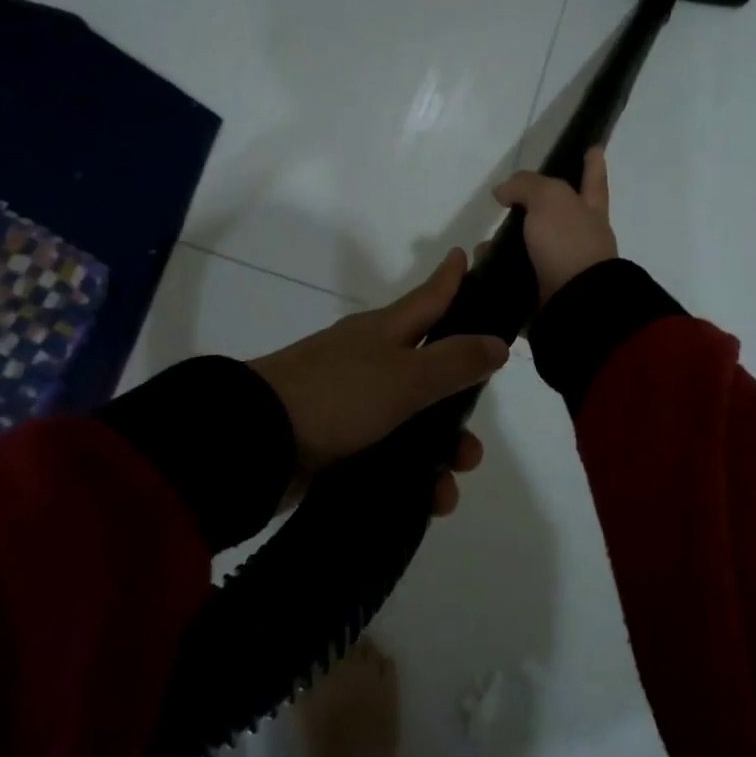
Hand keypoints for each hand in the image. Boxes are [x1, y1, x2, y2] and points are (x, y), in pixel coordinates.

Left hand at [249, 249, 508, 515]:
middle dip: (459, 406)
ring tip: (450, 486)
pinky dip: (412, 477)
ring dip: (440, 454)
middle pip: (430, 371)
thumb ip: (454, 361)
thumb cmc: (337, 396)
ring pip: (414, 422)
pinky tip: (428, 502)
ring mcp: (353, 403)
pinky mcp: (339, 443)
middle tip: (475, 442)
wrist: (256, 443)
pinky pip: (390, 457)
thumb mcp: (405, 376)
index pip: (430, 297)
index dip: (452, 278)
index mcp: (385, 332)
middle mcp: (371, 361)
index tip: (468, 254)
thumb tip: (498, 342)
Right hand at [492, 147, 618, 304]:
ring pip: (532, 248)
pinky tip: (479, 268)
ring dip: (507, 244)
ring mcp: (564, 266)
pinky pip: (517, 276)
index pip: (592, 179)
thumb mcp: (549, 198)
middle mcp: (581, 237)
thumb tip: (503, 192)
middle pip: (558, 215)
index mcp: (589, 210)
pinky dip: (499, 271)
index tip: (594, 148)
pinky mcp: (545, 292)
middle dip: (535, 207)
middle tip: (509, 202)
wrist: (574, 303)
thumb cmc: (568, 242)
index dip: (592, 164)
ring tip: (481, 244)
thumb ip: (526, 186)